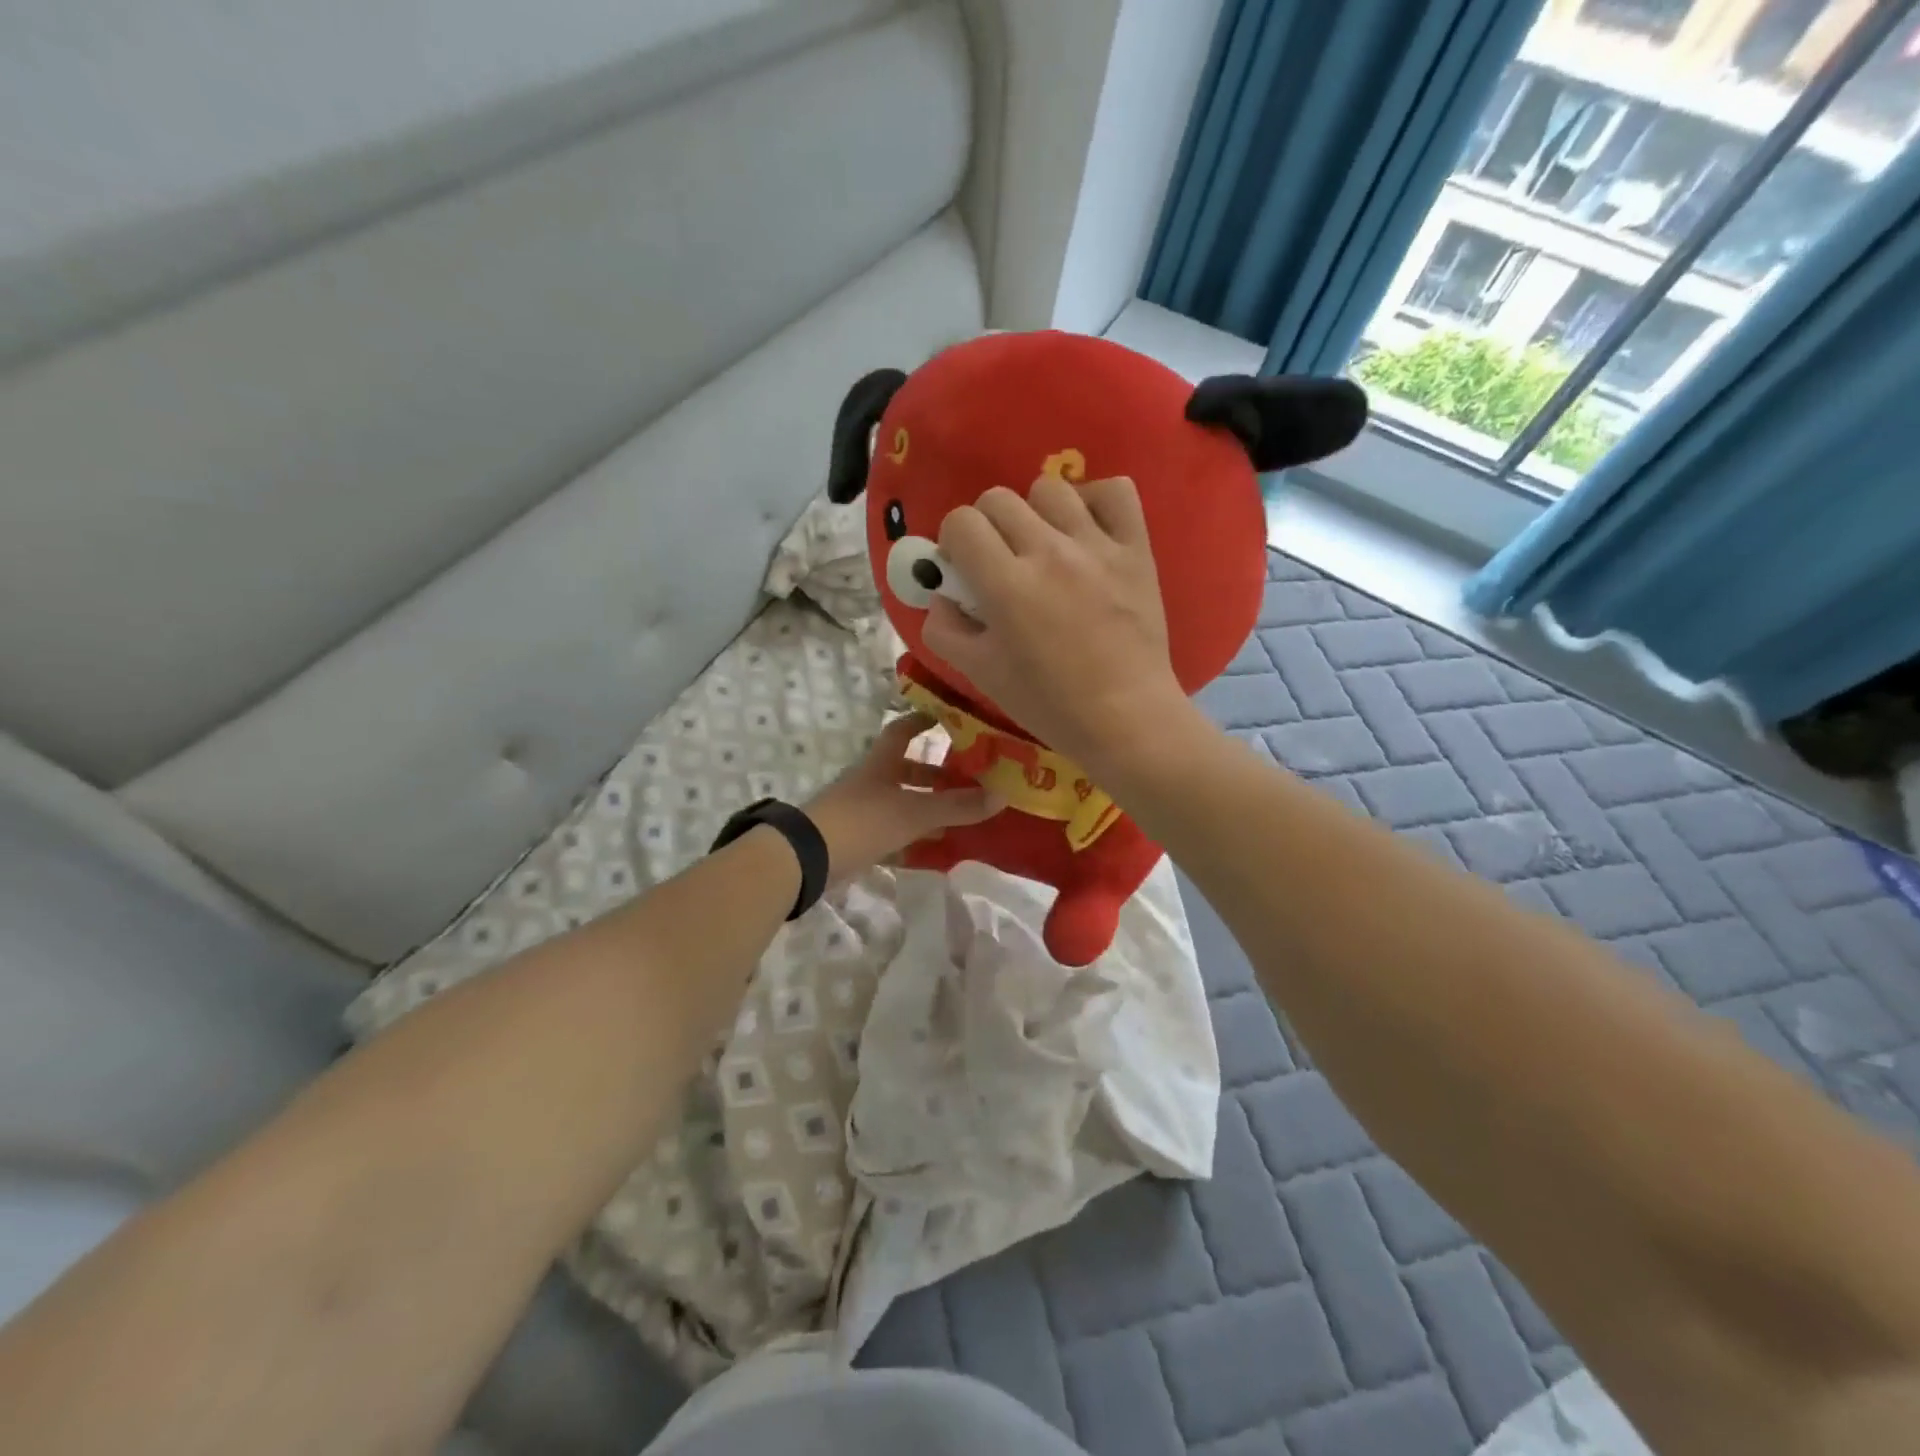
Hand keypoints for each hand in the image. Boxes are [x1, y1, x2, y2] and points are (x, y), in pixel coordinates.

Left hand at [806, 714, 999, 878]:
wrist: (808, 858)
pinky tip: (934, 850)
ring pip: (900, 802)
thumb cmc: (863, 821)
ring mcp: (861, 810)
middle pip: (905, 770)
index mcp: (880, 763)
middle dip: (935, 775)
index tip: (948, 718)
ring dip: (926, 807)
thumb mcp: (915, 812)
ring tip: (960, 818)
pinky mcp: (855, 838)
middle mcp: (870, 781)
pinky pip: (891, 832)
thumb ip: (956, 806)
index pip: (903, 731)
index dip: (923, 721)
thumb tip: (1002, 795)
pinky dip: (912, 838)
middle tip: (967, 780)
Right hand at [920, 475, 1191, 772]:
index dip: (953, 543)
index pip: (961, 522)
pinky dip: (1096, 501)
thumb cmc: (1048, 704)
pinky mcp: (1136, 549)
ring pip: (1051, 488)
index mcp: (1006, 585)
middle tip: (1001, 563)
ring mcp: (1097, 546)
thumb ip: (945, 629)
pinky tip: (1087, 530)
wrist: (1125, 719)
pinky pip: (1116, 491)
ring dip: (1036, 513)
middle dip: (988, 527)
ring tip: (1046, 548)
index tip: (964, 569)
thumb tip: (941, 595)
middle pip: (999, 499)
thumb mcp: (981, 674)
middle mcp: (1049, 552)